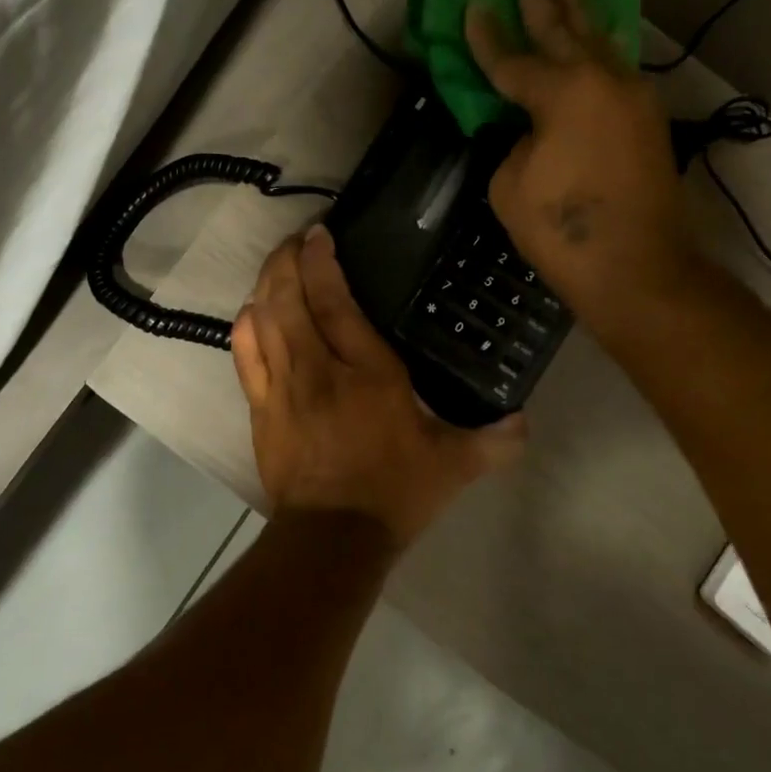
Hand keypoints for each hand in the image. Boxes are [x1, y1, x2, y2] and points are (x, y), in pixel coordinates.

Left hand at [232, 226, 523, 546]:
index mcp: (367, 373)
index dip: (321, 263)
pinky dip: (246, 326)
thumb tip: (526, 422)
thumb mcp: (453, 466)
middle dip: (286, 260)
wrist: (332, 538)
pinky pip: (244, 356)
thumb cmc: (393, 492)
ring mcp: (282, 387)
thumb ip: (493, 440)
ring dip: (266, 285)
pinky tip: (250, 310)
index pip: (335, 303)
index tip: (319, 233)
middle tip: (295, 240)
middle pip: (289, 299)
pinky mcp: (260, 409)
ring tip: (276, 265)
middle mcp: (318, 369)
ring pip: (263, 320)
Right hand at [465, 0, 701, 335]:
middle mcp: (602, 83)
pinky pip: (619, 70)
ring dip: (582, 13)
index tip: (474, 3)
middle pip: (565, 33)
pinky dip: (604, 48)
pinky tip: (601, 37)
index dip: (487, 35)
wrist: (636, 267)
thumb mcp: (510, 186)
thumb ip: (516, 143)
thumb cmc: (562, 230)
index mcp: (561, 95)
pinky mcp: (647, 122)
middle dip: (545, 0)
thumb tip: (533, 131)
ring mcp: (632, 100)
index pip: (512, 60)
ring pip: (601, 44)